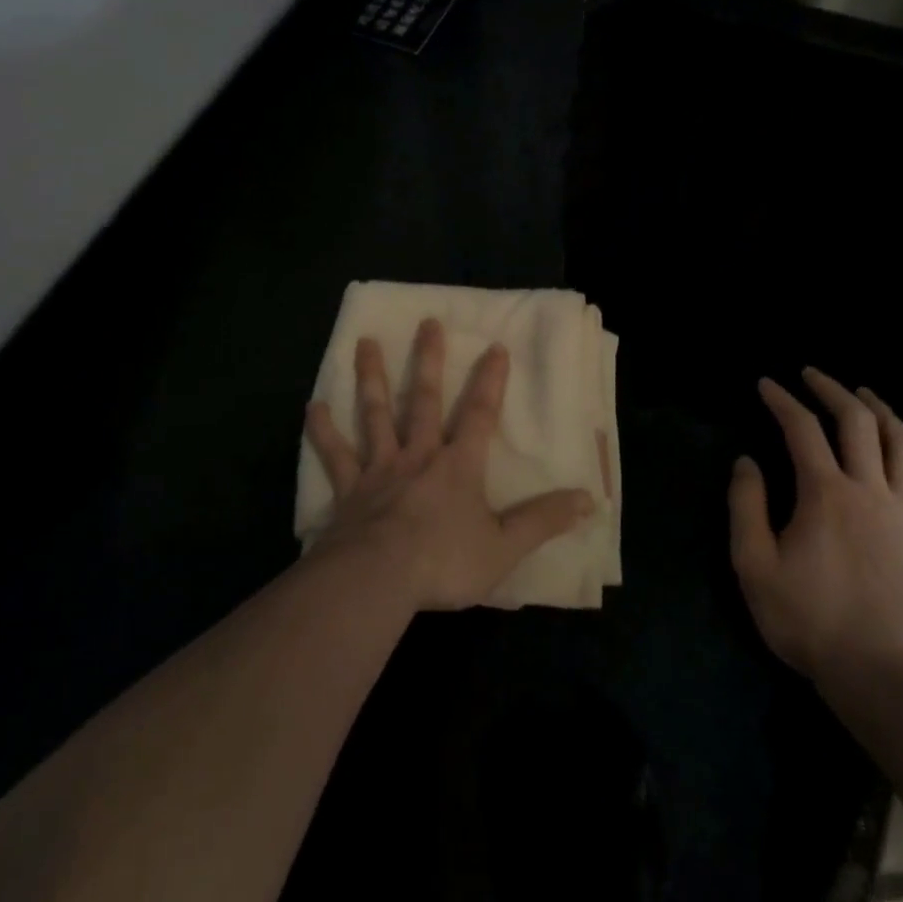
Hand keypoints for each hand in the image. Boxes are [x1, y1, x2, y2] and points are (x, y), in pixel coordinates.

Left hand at [305, 318, 595, 610]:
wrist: (378, 578)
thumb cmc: (444, 562)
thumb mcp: (505, 547)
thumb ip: (543, 521)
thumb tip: (589, 500)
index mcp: (458, 466)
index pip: (480, 415)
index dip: (490, 381)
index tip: (495, 346)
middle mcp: (418, 456)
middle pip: (425, 400)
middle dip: (429, 361)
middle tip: (427, 322)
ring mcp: (380, 468)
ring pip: (376, 414)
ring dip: (372, 378)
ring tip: (365, 343)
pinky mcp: (349, 489)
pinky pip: (335, 455)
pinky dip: (323, 431)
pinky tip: (313, 407)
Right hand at [729, 368, 902, 696]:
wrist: (881, 674)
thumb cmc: (809, 619)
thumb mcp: (754, 564)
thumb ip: (747, 507)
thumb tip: (746, 462)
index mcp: (824, 494)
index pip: (801, 430)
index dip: (781, 401)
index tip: (765, 384)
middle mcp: (870, 491)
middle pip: (857, 424)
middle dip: (832, 392)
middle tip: (812, 375)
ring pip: (902, 446)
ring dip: (882, 412)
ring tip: (864, 395)